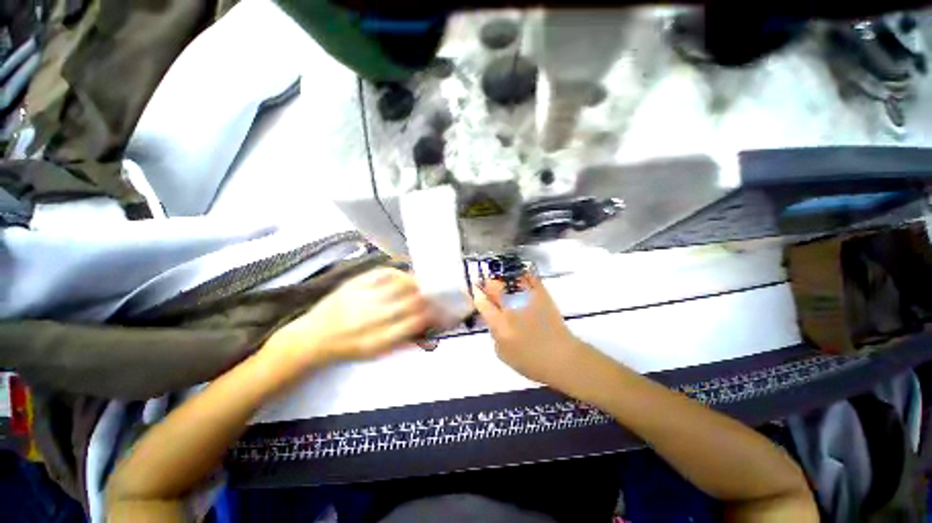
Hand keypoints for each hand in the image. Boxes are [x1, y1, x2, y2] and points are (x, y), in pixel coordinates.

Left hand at [265, 267, 435, 368]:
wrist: (311, 338)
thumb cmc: (348, 348)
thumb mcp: (376, 353)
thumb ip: (404, 341)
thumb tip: (430, 330)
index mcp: (376, 341)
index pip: (414, 323)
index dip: (433, 314)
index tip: (444, 310)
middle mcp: (369, 319)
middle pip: (410, 301)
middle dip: (431, 296)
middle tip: (439, 293)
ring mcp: (360, 298)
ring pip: (400, 284)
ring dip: (417, 283)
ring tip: (425, 284)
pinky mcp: (352, 283)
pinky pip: (383, 273)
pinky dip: (398, 273)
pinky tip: (404, 277)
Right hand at [472, 275, 590, 388]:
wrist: (562, 358)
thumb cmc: (532, 362)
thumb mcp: (504, 355)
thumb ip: (495, 335)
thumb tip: (494, 320)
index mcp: (500, 325)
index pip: (483, 304)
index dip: (476, 294)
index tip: (473, 288)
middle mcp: (512, 309)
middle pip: (495, 288)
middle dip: (487, 283)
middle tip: (486, 283)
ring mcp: (527, 300)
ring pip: (510, 281)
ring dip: (502, 279)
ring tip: (500, 279)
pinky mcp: (542, 296)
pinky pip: (530, 279)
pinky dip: (523, 275)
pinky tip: (520, 275)